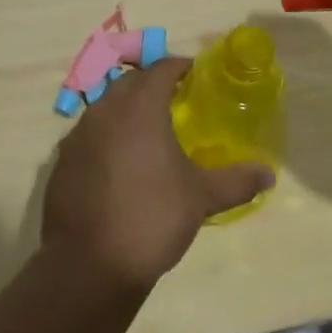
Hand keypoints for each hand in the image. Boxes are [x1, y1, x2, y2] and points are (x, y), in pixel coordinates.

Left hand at [41, 56, 274, 292]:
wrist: (89, 265)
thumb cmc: (151, 218)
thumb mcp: (200, 199)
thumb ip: (236, 181)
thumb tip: (269, 175)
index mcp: (139, 107)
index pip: (161, 68)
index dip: (181, 67)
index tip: (197, 77)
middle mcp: (105, 110)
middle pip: (130, 82)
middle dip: (153, 85)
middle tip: (177, 102)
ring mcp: (78, 135)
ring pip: (106, 106)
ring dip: (127, 109)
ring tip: (150, 133)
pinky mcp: (62, 161)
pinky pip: (89, 134)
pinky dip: (107, 136)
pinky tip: (121, 164)